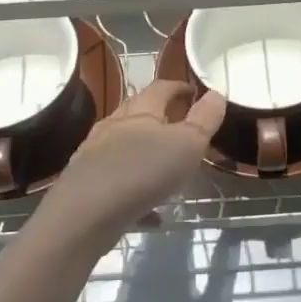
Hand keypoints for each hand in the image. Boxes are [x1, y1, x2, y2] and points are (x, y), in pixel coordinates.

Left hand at [38, 79, 225, 235]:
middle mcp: (113, 126)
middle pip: (138, 113)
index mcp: (140, 112)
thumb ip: (203, 120)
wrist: (85, 214)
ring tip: (165, 166)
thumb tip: (216, 94)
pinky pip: (117, 183)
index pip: (161, 88)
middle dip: (159, 116)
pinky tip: (152, 213)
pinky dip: (137, 192)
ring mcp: (95, 155)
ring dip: (145, 151)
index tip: (193, 91)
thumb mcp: (186, 145)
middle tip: (180, 124)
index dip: (179, 87)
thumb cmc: (142, 172)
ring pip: (124, 147)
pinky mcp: (87, 184)